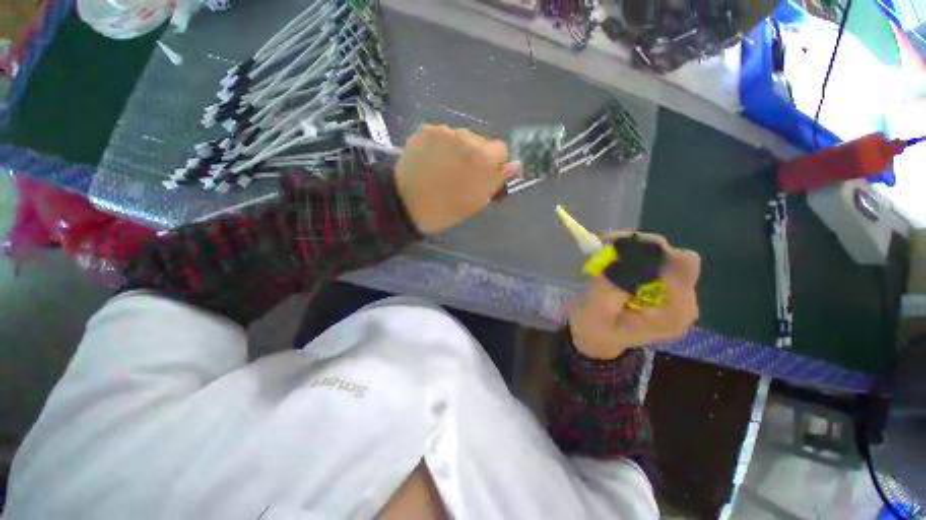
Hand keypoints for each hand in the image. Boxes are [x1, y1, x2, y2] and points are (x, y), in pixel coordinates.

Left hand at [395, 125, 519, 234]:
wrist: (405, 204)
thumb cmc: (446, 209)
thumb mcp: (477, 201)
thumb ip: (497, 180)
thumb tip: (515, 165)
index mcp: (483, 156)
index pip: (501, 149)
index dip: (493, 164)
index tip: (481, 177)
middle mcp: (466, 136)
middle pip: (480, 141)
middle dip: (475, 156)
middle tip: (460, 175)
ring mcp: (444, 131)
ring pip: (461, 138)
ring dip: (457, 150)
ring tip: (443, 169)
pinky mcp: (426, 130)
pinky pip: (442, 136)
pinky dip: (441, 146)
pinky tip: (431, 161)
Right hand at [569, 232, 700, 360]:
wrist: (597, 340)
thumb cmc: (595, 329)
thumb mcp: (596, 311)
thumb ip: (612, 286)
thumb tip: (624, 255)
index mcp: (673, 314)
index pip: (680, 267)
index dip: (650, 250)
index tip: (615, 243)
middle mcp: (684, 304)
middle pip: (678, 259)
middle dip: (642, 247)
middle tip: (608, 244)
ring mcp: (678, 297)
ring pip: (668, 257)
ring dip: (636, 250)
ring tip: (607, 251)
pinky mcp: (668, 291)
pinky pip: (659, 263)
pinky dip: (636, 256)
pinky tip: (615, 259)